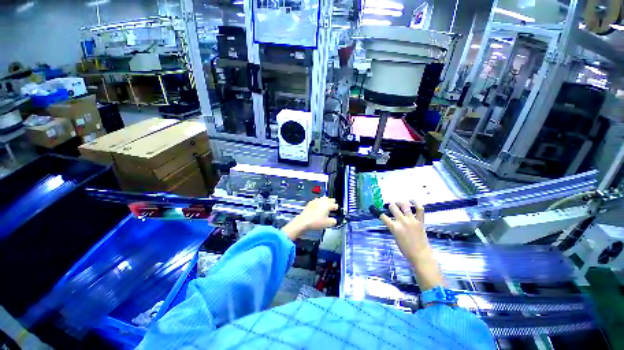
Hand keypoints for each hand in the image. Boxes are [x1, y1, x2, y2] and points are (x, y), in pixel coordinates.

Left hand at [283, 197, 338, 240]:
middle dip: (332, 203)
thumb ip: (333, 221)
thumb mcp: (327, 224)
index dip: (337, 209)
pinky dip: (319, 203)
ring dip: (326, 201)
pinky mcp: (311, 202)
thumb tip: (334, 220)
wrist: (303, 221)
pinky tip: (318, 207)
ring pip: (323, 198)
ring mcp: (316, 201)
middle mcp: (322, 201)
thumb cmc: (315, 222)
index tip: (336, 211)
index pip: (335, 205)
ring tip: (326, 206)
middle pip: (330, 199)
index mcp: (327, 205)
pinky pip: (317, 200)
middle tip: (332, 207)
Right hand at [379, 202, 427, 262]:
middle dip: (390, 205)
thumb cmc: (405, 249)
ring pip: (405, 206)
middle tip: (390, 206)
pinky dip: (416, 203)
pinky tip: (412, 200)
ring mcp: (412, 220)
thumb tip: (392, 221)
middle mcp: (402, 221)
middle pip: (393, 207)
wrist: (420, 254)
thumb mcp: (395, 237)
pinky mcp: (420, 221)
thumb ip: (393, 227)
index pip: (383, 216)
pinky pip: (419, 209)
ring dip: (400, 203)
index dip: (378, 212)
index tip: (375, 209)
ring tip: (399, 203)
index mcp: (394, 227)